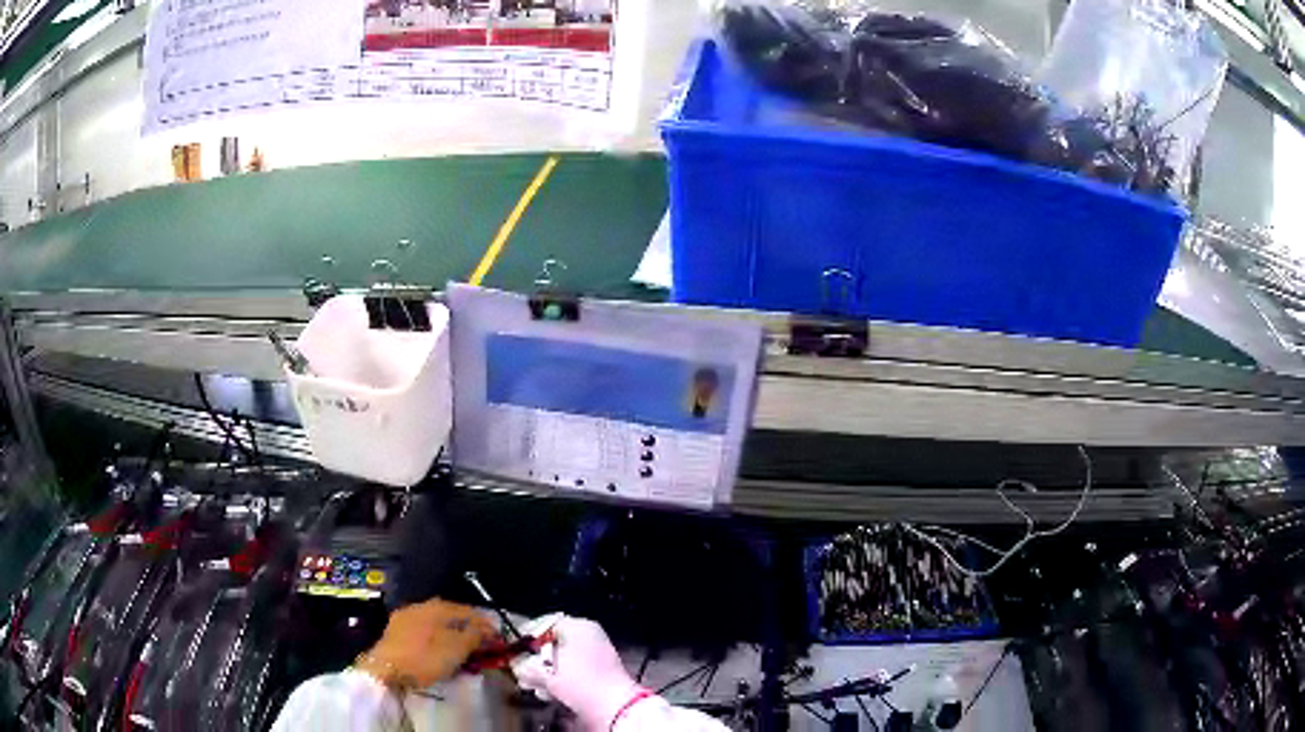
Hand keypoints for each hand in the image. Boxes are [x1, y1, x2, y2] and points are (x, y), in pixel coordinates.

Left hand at [357, 598, 495, 688]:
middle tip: (480, 644)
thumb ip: (475, 636)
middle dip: (467, 628)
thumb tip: (488, 628)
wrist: (385, 669)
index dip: (485, 624)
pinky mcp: (395, 631)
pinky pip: (423, 630)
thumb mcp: (456, 649)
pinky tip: (437, 650)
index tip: (497, 639)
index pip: (468, 610)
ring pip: (435, 622)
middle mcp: (421, 605)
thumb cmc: (424, 658)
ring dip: (450, 633)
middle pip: (451, 615)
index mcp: (437, 607)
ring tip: (460, 648)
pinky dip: (435, 638)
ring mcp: (405, 617)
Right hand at [512, 615, 644, 729]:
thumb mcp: (546, 675)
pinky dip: (562, 677)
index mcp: (578, 626)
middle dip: (536, 658)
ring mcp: (599, 651)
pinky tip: (550, 691)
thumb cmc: (580, 683)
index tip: (515, 648)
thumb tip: (518, 667)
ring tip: (534, 685)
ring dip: (547, 671)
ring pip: (564, 657)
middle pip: (554, 642)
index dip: (528, 636)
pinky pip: (576, 668)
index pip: (546, 623)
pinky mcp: (603, 669)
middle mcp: (590, 634)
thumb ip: (527, 668)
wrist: (615, 705)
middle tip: (522, 670)